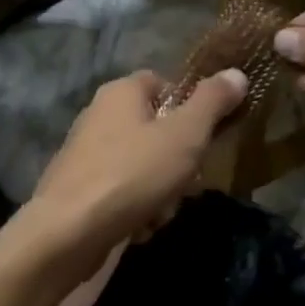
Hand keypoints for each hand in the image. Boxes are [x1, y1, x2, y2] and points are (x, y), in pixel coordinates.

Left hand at [26, 68, 246, 276]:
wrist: (68, 232)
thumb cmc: (133, 173)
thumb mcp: (185, 135)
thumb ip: (213, 102)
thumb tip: (237, 73)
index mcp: (121, 91)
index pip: (163, 83)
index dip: (189, 106)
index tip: (206, 135)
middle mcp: (99, 114)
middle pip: (156, 128)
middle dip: (178, 160)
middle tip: (187, 181)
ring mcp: (86, 153)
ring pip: (143, 164)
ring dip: (161, 190)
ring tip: (161, 211)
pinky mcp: (79, 189)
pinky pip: (122, 191)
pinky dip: (136, 208)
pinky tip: (140, 227)